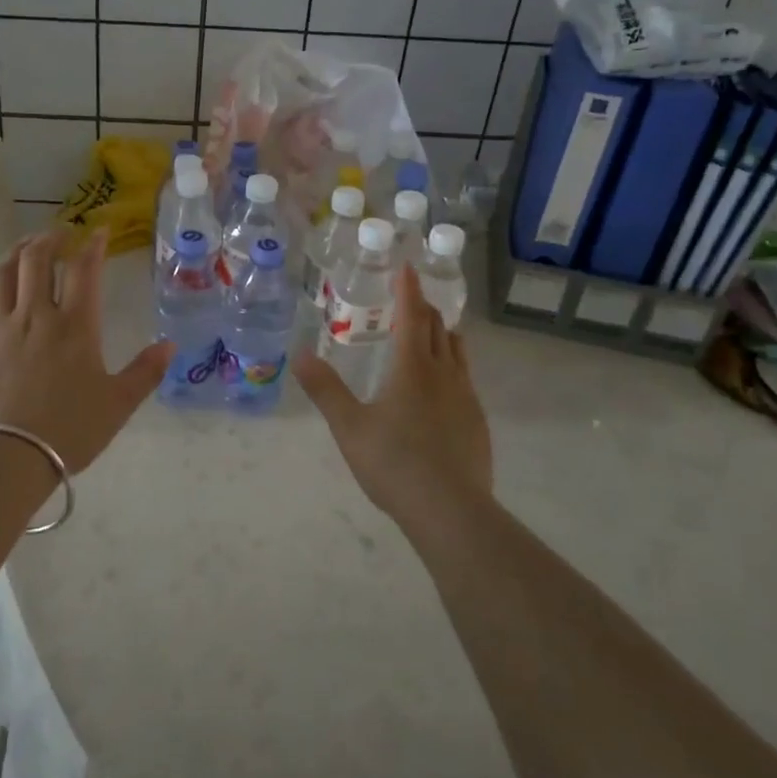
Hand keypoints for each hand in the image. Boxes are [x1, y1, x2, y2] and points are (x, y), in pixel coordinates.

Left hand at [0, 229, 171, 474]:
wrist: (7, 456)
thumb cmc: (69, 430)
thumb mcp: (118, 404)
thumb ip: (146, 372)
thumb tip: (170, 345)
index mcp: (74, 326)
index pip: (83, 269)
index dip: (92, 245)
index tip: (99, 231)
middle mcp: (36, 316)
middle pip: (36, 259)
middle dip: (50, 238)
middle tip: (61, 233)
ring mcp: (2, 328)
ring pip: (4, 273)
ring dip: (18, 251)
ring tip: (28, 245)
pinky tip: (2, 289)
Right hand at [293, 265, 492, 531]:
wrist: (450, 510)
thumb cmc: (394, 463)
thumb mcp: (349, 426)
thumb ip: (324, 389)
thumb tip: (299, 354)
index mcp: (412, 367)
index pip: (412, 315)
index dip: (409, 289)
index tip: (407, 267)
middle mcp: (444, 373)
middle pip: (438, 328)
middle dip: (424, 308)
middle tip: (411, 298)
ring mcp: (466, 397)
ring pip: (457, 351)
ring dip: (443, 333)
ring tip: (431, 331)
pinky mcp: (477, 421)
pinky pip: (465, 379)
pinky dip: (452, 365)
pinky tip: (442, 386)